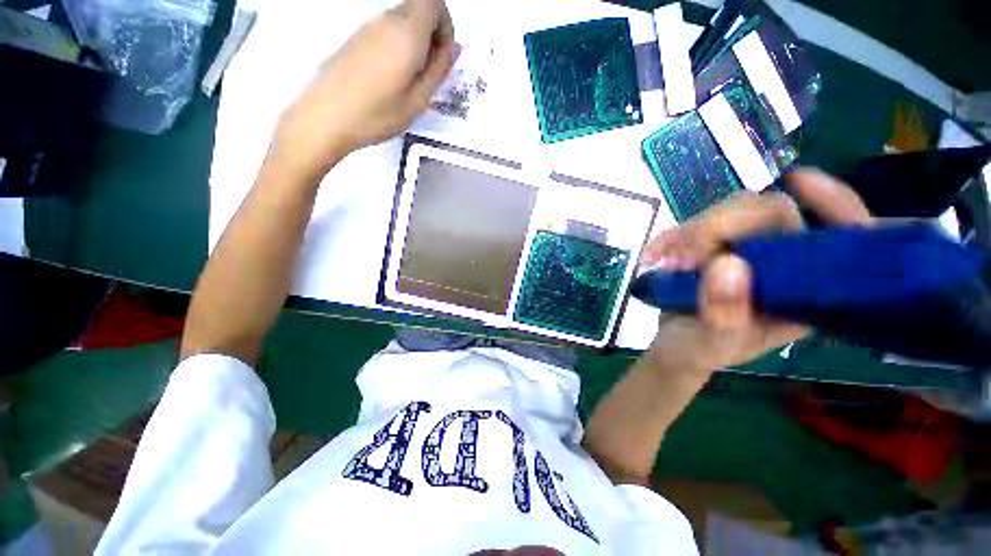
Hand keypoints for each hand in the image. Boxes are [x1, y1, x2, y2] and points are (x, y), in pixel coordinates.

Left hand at [272, 0, 456, 181]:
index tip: (445, 54)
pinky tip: (392, 79)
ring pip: (401, 21)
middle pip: (418, 9)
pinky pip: (385, 31)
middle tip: (430, 71)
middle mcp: (386, 21)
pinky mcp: (355, 39)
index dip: (446, 24)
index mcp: (406, 34)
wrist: (325, 117)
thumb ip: (438, 71)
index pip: (434, 2)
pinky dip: (398, 46)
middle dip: (432, 34)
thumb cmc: (377, 114)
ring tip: (411, 81)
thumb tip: (454, 49)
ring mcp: (367, 28)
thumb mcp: (417, 100)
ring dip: (415, 42)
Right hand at [640, 169, 873, 374]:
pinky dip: (673, 236)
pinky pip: (699, 224)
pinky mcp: (717, 246)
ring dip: (691, 230)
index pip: (839, 238)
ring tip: (661, 259)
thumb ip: (723, 312)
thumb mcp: (712, 343)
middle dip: (719, 225)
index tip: (799, 179)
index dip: (833, 204)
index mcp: (806, 292)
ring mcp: (749, 251)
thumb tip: (726, 262)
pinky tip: (652, 254)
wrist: (674, 346)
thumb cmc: (700, 351)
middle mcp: (784, 264)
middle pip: (769, 213)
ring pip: (730, 212)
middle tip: (679, 253)